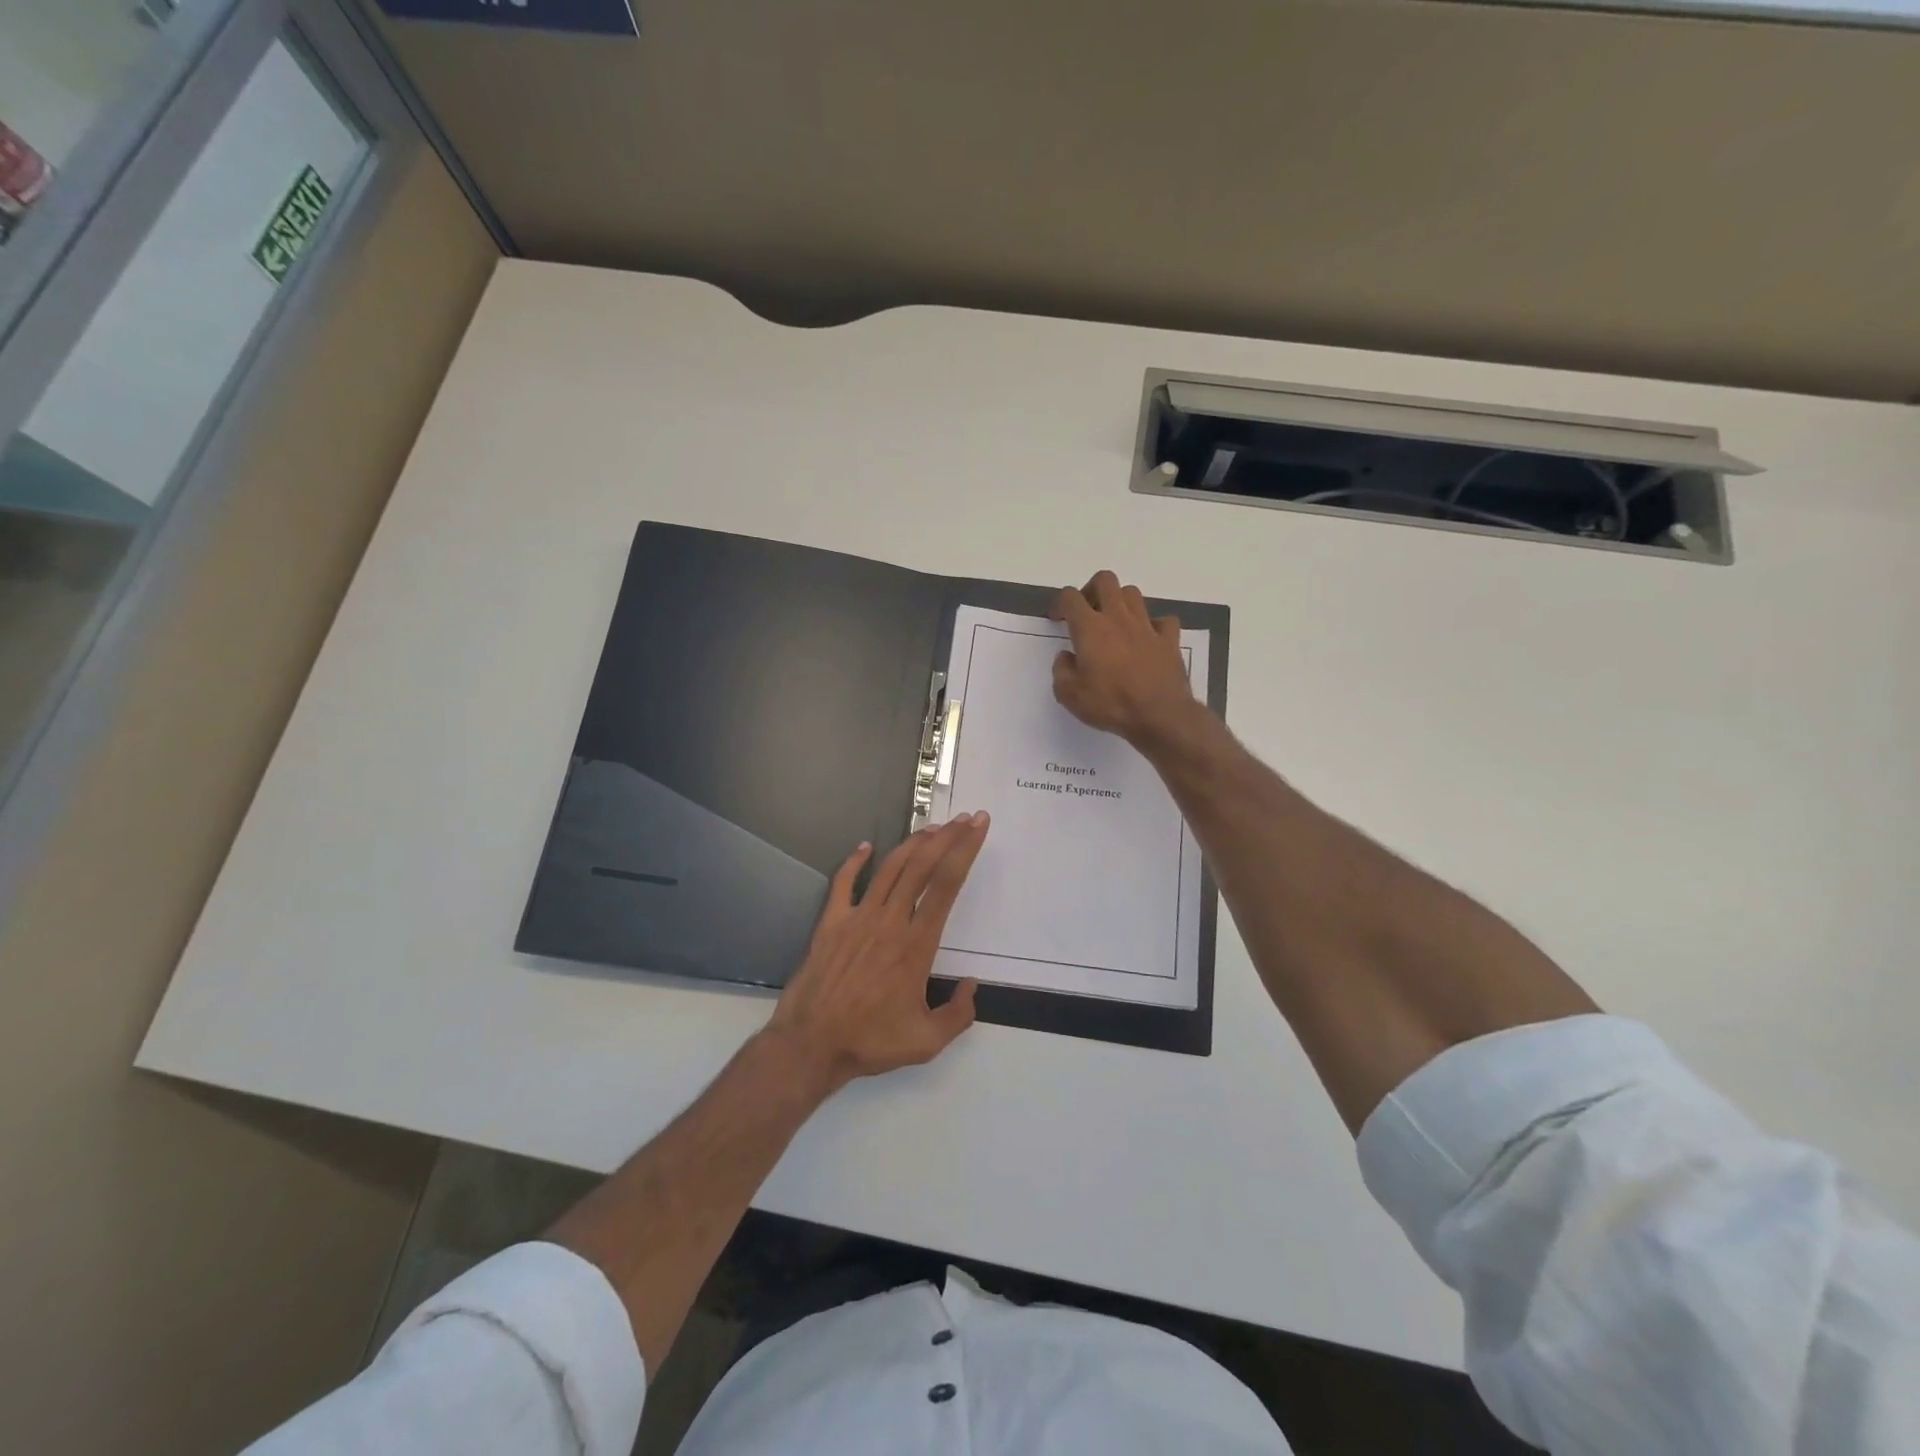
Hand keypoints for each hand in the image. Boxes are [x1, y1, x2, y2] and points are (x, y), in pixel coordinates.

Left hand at [766, 814, 989, 1091]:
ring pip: (890, 868)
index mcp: (917, 944)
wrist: (811, 1044)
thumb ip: (958, 1014)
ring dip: (913, 843)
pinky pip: (844, 882)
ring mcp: (858, 917)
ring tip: (932, 828)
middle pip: (923, 866)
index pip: (947, 885)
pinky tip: (865, 846)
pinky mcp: (831, 922)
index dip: (965, 850)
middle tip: (965, 818)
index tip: (978, 827)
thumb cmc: (870, 1041)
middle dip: (947, 837)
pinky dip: (855, 861)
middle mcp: (890, 921)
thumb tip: (972, 986)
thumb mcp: (927, 1041)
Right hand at [1051, 570, 1196, 747]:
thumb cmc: (1111, 704)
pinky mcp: (1169, 640)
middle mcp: (1118, 618)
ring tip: (1115, 623)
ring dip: (1121, 602)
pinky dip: (1154, 625)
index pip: (1071, 597)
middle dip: (1092, 589)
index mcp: (1090, 628)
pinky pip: (1164, 620)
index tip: (1057, 619)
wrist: (1160, 715)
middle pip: (1105, 580)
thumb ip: (1061, 671)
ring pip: (1133, 594)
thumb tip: (1066, 657)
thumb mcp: (1070, 695)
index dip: (1060, 603)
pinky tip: (1148, 639)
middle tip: (1087, 612)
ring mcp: (1147, 626)